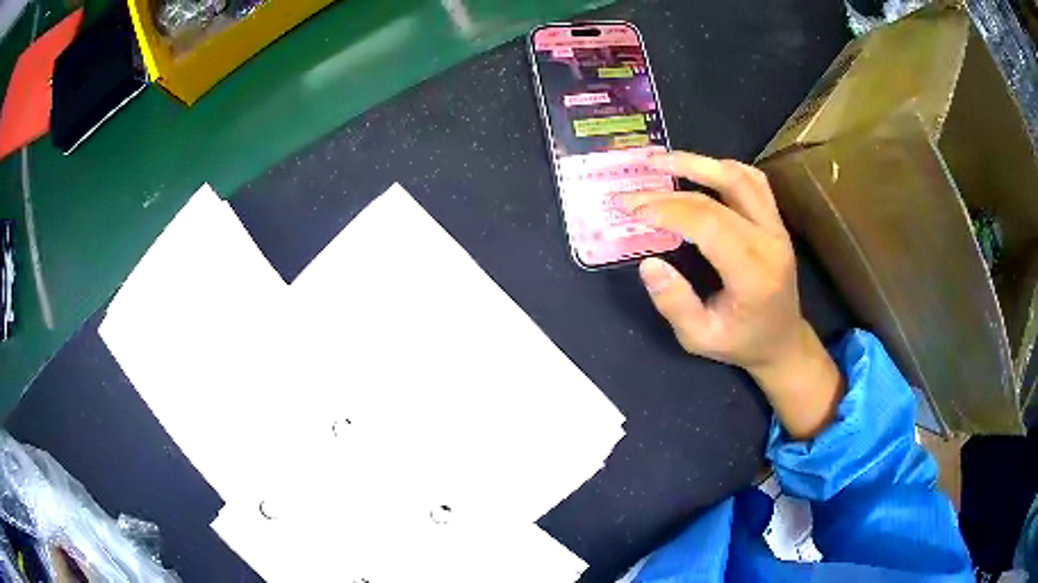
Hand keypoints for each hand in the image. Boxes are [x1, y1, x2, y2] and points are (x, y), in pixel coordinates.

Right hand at [618, 152, 841, 439]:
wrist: (782, 341)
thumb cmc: (741, 343)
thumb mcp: (700, 339)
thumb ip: (675, 305)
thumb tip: (648, 264)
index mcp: (754, 275)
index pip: (709, 225)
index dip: (667, 210)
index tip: (631, 210)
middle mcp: (770, 242)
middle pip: (719, 195)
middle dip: (668, 190)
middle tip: (632, 189)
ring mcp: (777, 227)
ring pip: (740, 177)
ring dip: (698, 163)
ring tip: (659, 161)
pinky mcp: (776, 220)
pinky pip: (753, 181)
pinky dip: (723, 168)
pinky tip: (698, 169)